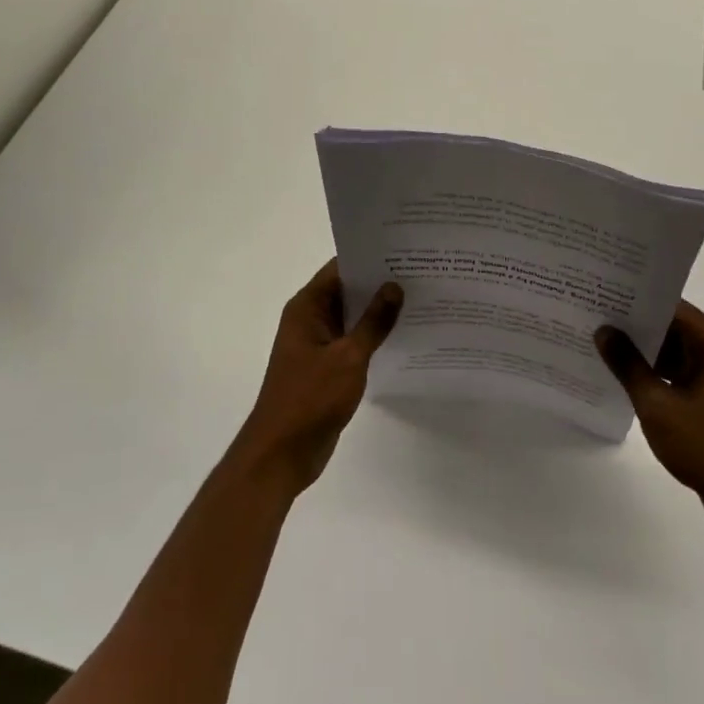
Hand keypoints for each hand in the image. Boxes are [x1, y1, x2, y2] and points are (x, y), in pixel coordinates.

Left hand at [229, 260, 402, 498]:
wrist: (281, 454)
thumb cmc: (310, 398)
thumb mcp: (348, 357)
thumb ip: (374, 322)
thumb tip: (395, 286)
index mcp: (307, 307)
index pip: (340, 268)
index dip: (370, 258)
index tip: (404, 250)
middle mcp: (310, 319)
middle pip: (348, 291)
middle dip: (380, 283)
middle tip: (422, 273)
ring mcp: (318, 344)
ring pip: (353, 318)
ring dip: (379, 312)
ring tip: (421, 299)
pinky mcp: (326, 368)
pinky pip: (353, 342)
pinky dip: (374, 337)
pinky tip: (405, 336)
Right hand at [596, 302, 703, 536]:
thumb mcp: (657, 405)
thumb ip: (628, 365)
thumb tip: (604, 331)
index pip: (669, 305)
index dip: (634, 299)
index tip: (601, 293)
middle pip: (671, 325)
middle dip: (634, 323)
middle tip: (593, 315)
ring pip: (674, 349)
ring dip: (643, 349)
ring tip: (601, 342)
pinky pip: (679, 371)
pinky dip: (656, 371)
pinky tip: (624, 375)